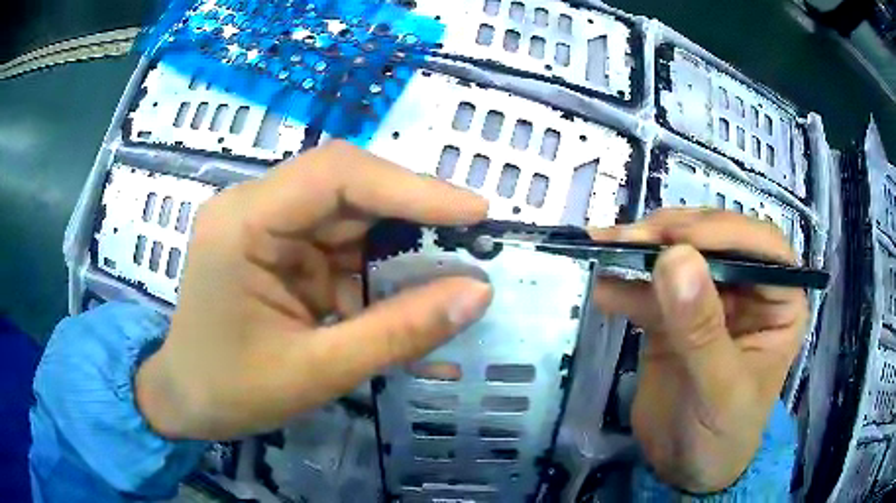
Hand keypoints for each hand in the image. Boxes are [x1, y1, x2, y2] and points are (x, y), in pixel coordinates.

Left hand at [136, 142, 492, 439]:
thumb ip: (399, 332)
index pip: (337, 176)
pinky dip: (376, 270)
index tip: (474, 211)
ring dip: (398, 246)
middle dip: (412, 213)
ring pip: (350, 215)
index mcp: (244, 224)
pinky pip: (339, 245)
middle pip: (346, 187)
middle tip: (471, 240)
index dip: (412, 187)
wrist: (186, 401)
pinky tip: (402, 298)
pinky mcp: (278, 249)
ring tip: (446, 275)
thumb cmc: (232, 391)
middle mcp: (254, 208)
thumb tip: (476, 293)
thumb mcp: (317, 371)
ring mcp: (266, 226)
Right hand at [591, 209, 807, 492]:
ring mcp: (709, 299)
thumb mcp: (721, 391)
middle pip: (716, 241)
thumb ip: (702, 330)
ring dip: (642, 251)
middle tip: (631, 239)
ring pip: (681, 256)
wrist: (685, 470)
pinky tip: (603, 290)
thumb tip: (675, 259)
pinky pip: (651, 290)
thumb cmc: (723, 436)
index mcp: (779, 301)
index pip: (763, 247)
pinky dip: (625, 286)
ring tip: (604, 248)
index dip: (724, 233)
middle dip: (674, 235)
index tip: (677, 239)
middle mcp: (749, 290)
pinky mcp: (674, 316)